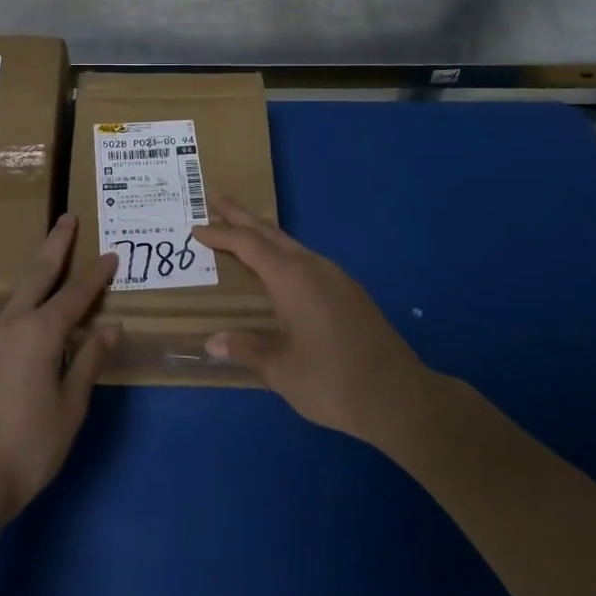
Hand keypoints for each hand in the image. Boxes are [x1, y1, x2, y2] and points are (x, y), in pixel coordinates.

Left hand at [0, 215, 120, 523]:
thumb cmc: (27, 446)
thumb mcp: (70, 406)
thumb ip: (89, 361)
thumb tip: (112, 328)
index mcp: (39, 332)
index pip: (75, 294)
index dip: (96, 275)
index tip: (111, 255)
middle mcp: (9, 324)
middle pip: (37, 274)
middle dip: (55, 244)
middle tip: (66, 218)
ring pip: (15, 301)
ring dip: (35, 284)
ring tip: (50, 280)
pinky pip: (0, 328)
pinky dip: (19, 321)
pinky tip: (23, 341)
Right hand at [196, 197, 453, 453]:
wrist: (400, 397)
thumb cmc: (332, 380)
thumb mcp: (281, 369)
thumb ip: (246, 349)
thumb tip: (213, 341)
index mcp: (292, 277)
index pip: (247, 244)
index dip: (220, 234)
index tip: (196, 227)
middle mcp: (313, 267)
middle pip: (270, 232)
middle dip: (241, 215)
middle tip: (215, 198)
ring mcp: (336, 277)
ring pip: (291, 244)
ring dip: (263, 233)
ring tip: (242, 230)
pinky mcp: (349, 292)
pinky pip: (306, 259)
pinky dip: (282, 252)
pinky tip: (280, 268)